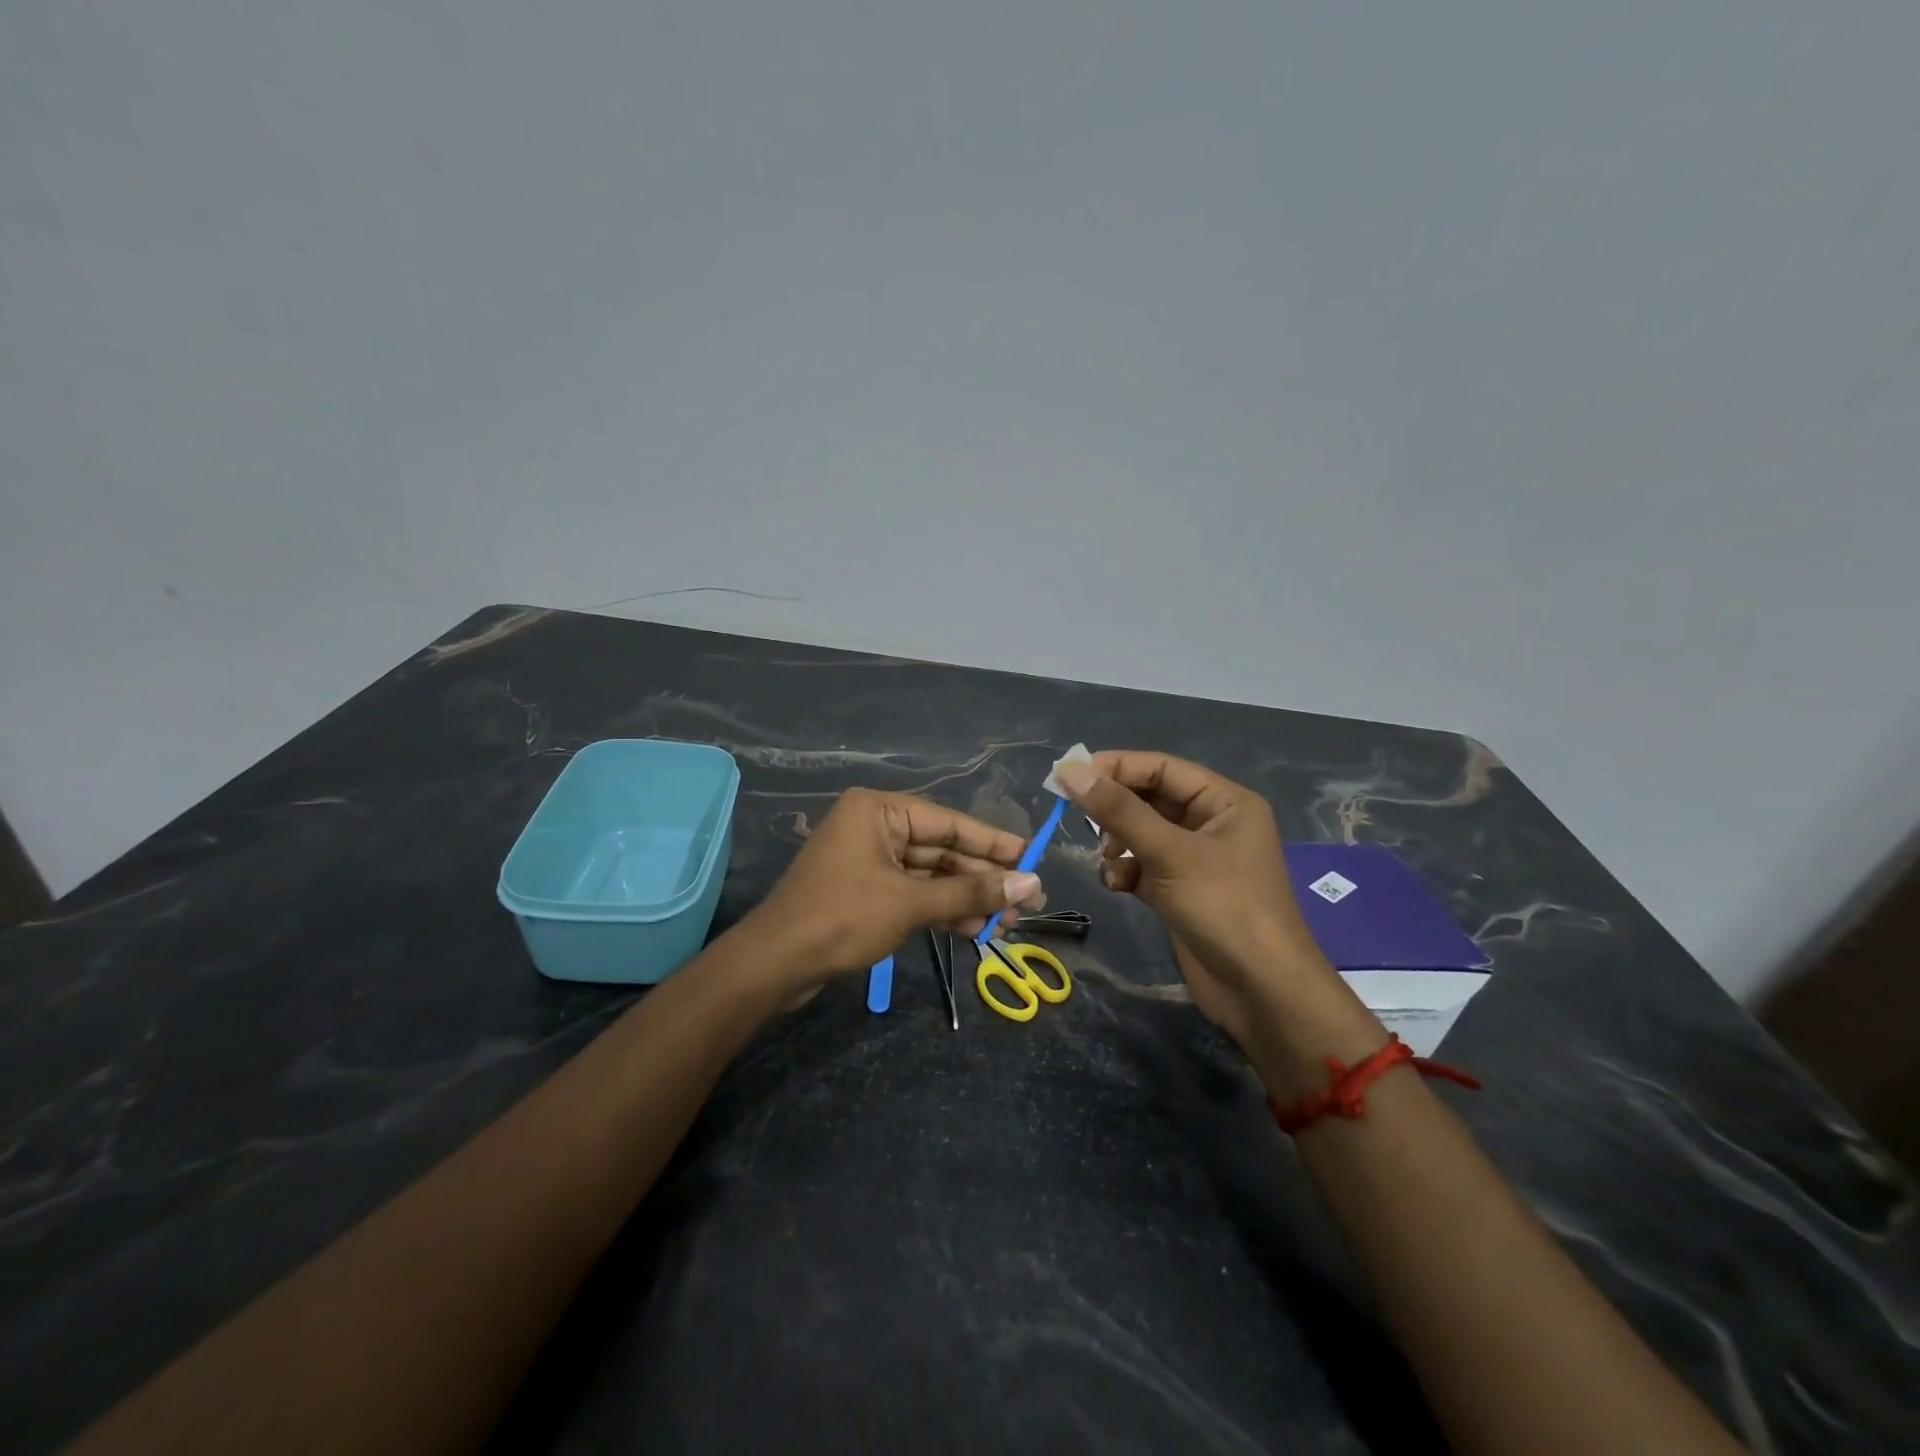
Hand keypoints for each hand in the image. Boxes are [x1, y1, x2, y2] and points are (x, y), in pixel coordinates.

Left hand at [739, 787, 1044, 991]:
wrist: (775, 964)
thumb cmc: (843, 918)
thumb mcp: (911, 903)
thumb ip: (971, 892)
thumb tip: (1030, 883)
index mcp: (879, 810)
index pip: (949, 822)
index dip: (993, 843)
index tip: (1032, 857)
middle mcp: (874, 827)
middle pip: (941, 849)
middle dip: (982, 878)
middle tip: (1026, 901)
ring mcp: (868, 860)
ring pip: (930, 875)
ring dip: (965, 898)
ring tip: (1007, 922)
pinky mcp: (865, 891)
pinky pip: (913, 892)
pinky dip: (941, 909)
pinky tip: (974, 928)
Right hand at [1054, 752, 1338, 1037]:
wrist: (1260, 991)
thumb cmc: (1224, 907)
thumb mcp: (1170, 852)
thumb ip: (1118, 810)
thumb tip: (1070, 770)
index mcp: (1224, 802)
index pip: (1162, 768)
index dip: (1117, 767)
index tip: (1070, 775)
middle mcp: (1212, 824)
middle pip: (1150, 799)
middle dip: (1115, 809)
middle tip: (1076, 814)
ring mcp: (1196, 860)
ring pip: (1142, 833)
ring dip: (1117, 842)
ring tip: (1108, 858)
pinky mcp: (1180, 891)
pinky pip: (1143, 866)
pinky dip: (1125, 871)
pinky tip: (1117, 885)